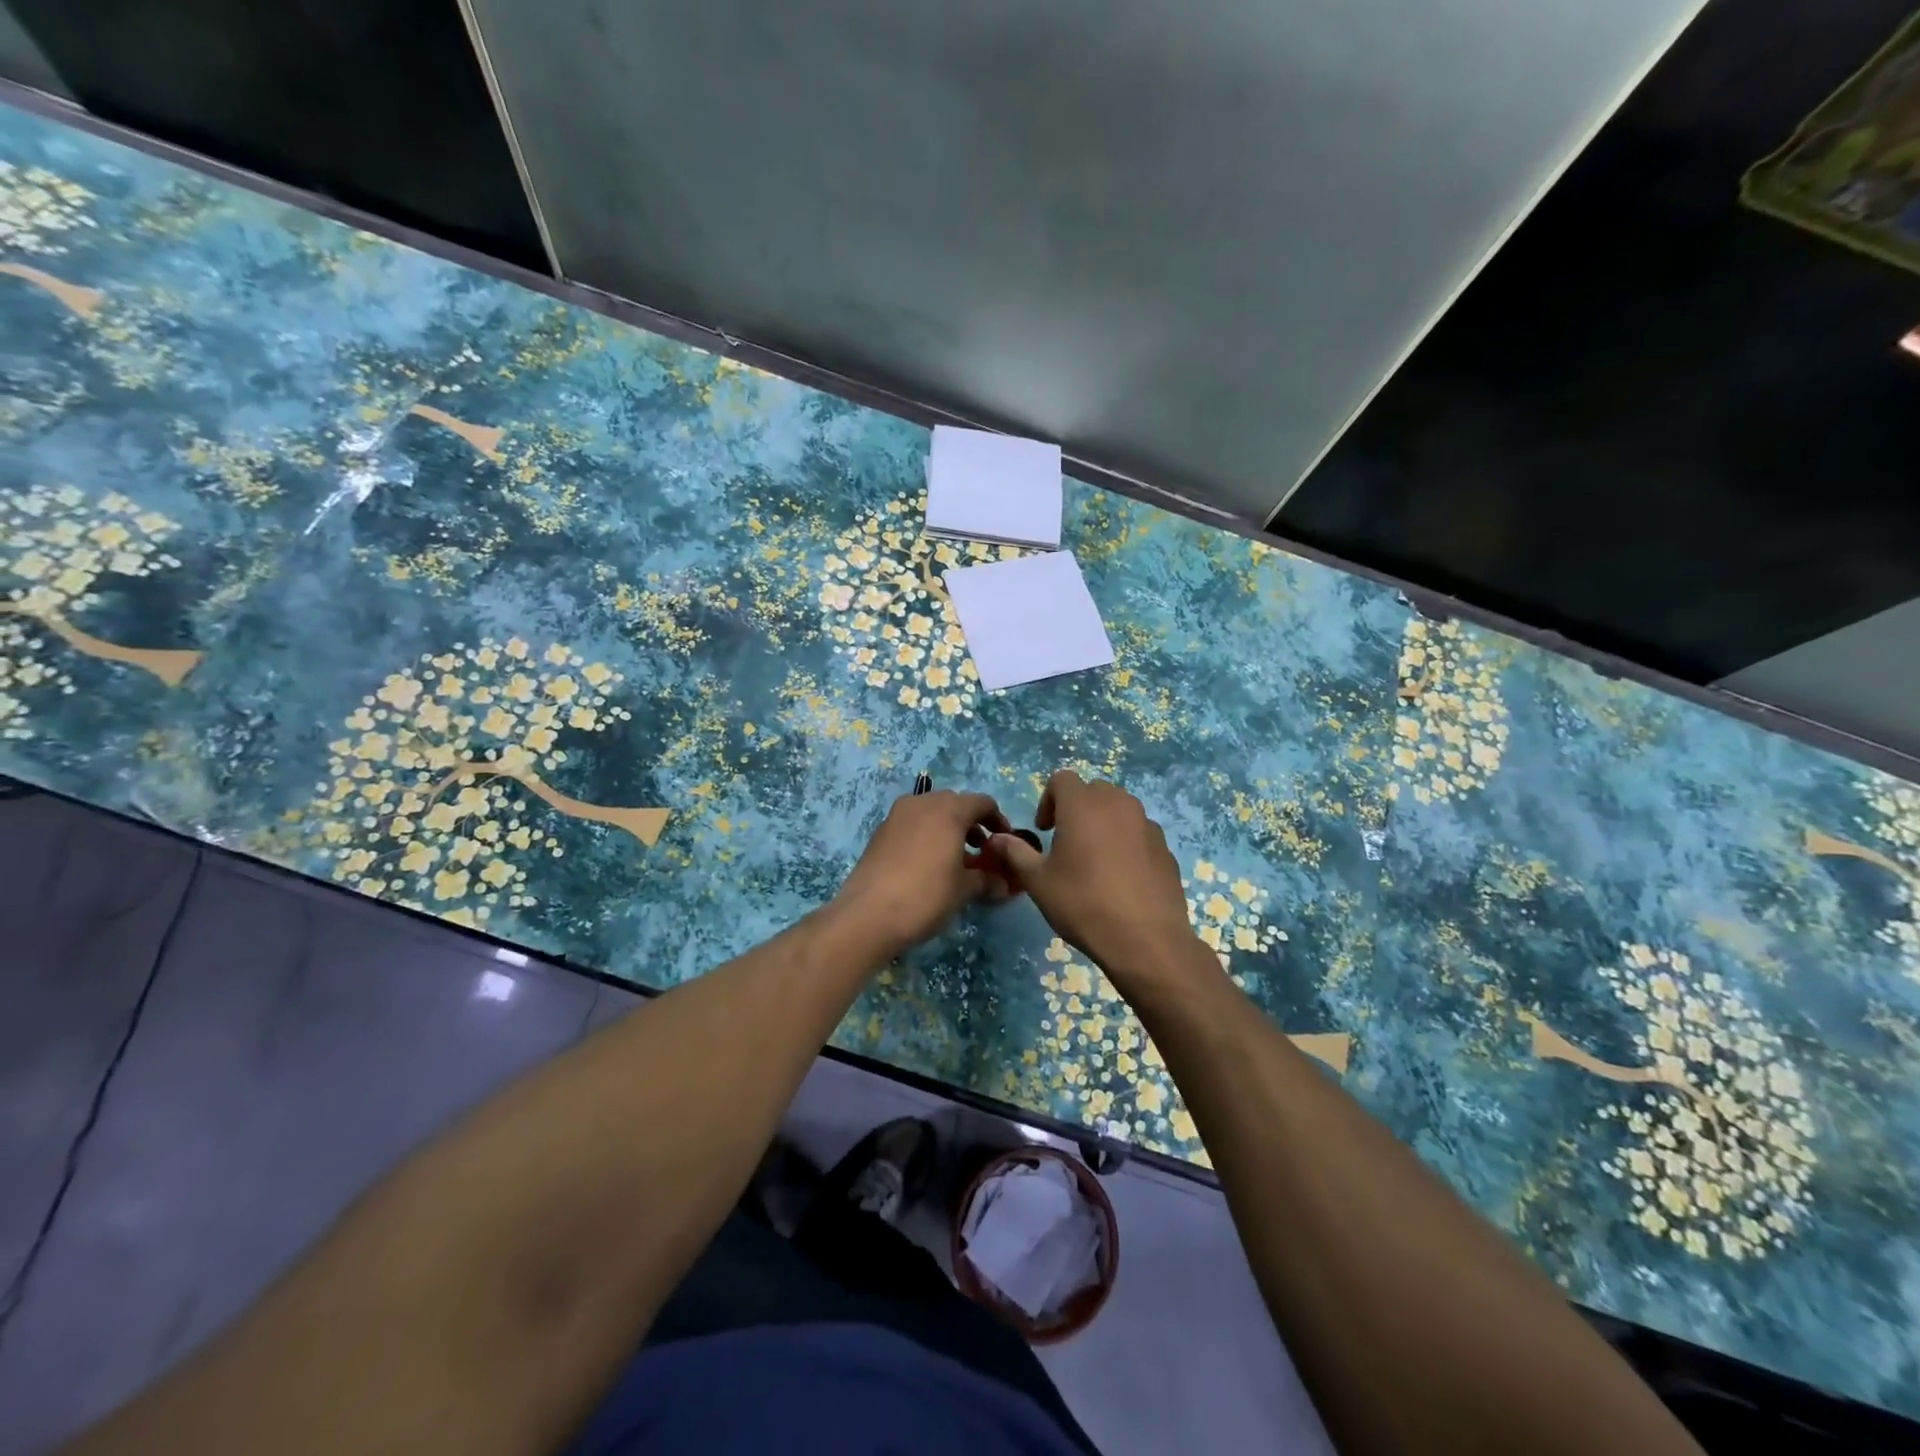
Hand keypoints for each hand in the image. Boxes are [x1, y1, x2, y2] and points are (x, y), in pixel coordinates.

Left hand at [833, 790, 1013, 957]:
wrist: (867, 915)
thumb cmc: (926, 896)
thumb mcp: (963, 890)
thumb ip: (986, 880)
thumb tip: (1003, 885)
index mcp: (948, 810)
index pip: (982, 803)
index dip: (997, 820)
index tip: (1004, 841)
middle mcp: (922, 803)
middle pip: (954, 804)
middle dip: (970, 824)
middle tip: (980, 850)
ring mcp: (897, 816)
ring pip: (930, 813)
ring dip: (947, 829)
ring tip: (955, 859)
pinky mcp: (879, 832)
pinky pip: (911, 825)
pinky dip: (925, 836)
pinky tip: (927, 865)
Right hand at [988, 771, 1207, 987]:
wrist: (1145, 939)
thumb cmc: (1083, 904)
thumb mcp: (1038, 881)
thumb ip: (1015, 853)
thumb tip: (996, 839)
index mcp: (1083, 805)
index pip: (1062, 779)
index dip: (1048, 800)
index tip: (1044, 830)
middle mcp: (1117, 804)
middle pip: (1093, 790)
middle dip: (1076, 808)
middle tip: (1066, 842)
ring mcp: (1146, 823)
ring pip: (1119, 808)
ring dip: (1103, 822)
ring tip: (1095, 859)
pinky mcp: (1165, 846)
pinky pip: (1139, 831)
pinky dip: (1127, 841)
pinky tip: (1121, 876)